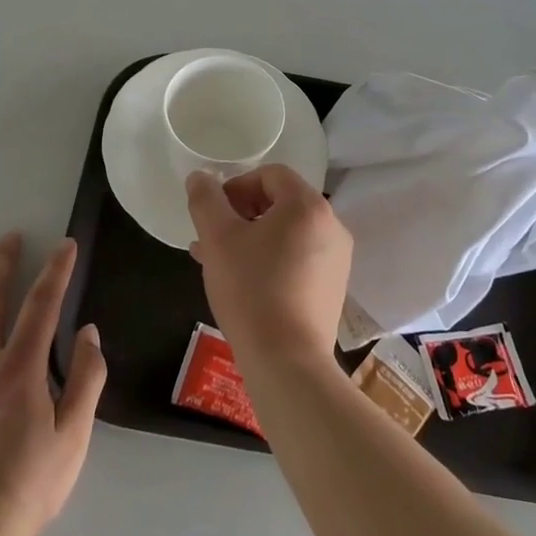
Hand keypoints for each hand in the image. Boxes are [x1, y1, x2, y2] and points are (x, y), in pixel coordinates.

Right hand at [185, 165, 353, 368]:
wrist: (287, 361)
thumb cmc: (251, 290)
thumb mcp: (218, 238)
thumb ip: (206, 200)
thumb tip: (199, 178)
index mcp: (308, 205)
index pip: (271, 175)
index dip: (237, 186)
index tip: (214, 213)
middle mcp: (331, 225)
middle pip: (281, 202)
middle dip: (242, 214)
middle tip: (213, 237)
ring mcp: (336, 258)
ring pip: (287, 232)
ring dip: (252, 237)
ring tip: (219, 261)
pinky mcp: (332, 287)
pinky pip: (298, 257)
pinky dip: (271, 259)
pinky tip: (242, 281)